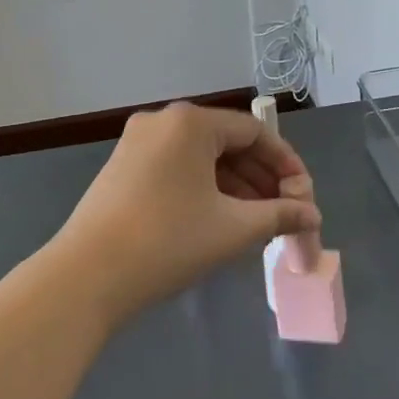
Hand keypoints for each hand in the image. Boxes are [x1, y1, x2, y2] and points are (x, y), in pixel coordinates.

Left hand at [50, 102, 320, 326]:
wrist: (85, 277)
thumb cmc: (168, 243)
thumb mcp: (233, 229)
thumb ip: (280, 216)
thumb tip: (313, 216)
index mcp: (191, 122)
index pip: (254, 132)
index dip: (285, 164)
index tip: (303, 197)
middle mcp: (163, 121)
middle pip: (227, 143)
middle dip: (261, 178)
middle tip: (284, 213)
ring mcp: (137, 143)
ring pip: (201, 158)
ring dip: (235, 186)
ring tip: (257, 223)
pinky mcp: (122, 167)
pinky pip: (177, 168)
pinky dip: (204, 188)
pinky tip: (219, 218)